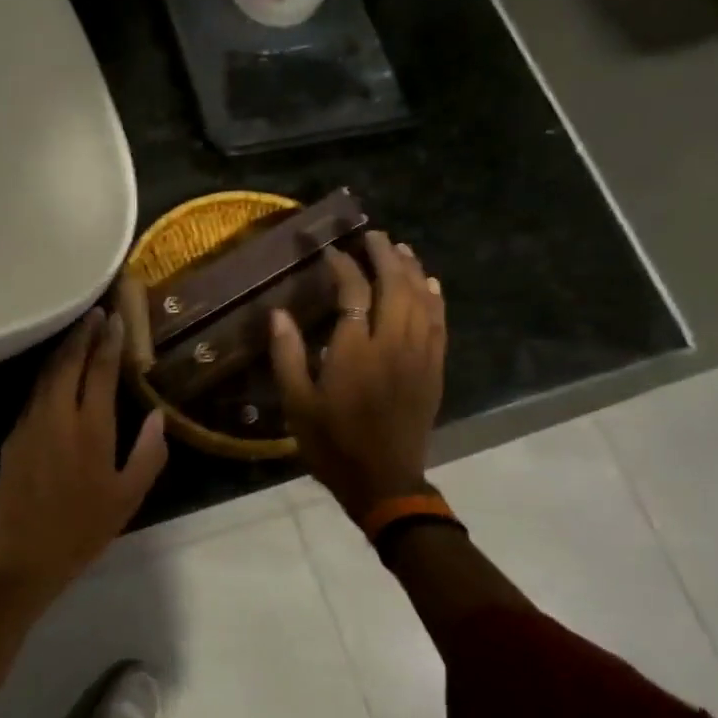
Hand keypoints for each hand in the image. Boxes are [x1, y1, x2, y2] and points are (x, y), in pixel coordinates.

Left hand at [0, 308, 168, 601]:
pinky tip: (56, 376)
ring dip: (63, 351)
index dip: (108, 342)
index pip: (99, 371)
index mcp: (90, 428)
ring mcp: (30, 423)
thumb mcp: (129, 496)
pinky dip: (48, 376)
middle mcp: (57, 416)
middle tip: (95, 313)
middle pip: (67, 362)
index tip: (115, 318)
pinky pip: (34, 395)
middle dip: (82, 334)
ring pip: (46, 375)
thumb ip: (148, 453)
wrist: (25, 554)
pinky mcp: (13, 436)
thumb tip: (158, 415)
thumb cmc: (84, 527)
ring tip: (77, 334)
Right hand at [270, 231, 446, 521]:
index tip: (330, 251)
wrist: (383, 481)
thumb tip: (278, 313)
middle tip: (373, 236)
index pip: (354, 293)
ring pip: (422, 300)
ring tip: (400, 249)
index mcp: (355, 352)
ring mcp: (419, 356)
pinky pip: (440, 323)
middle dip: (384, 256)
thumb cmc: (332, 443)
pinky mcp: (434, 369)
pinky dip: (435, 298)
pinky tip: (430, 284)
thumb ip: (287, 355)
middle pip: (395, 286)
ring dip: (412, 270)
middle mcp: (392, 345)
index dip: (342, 267)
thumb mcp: (297, 404)